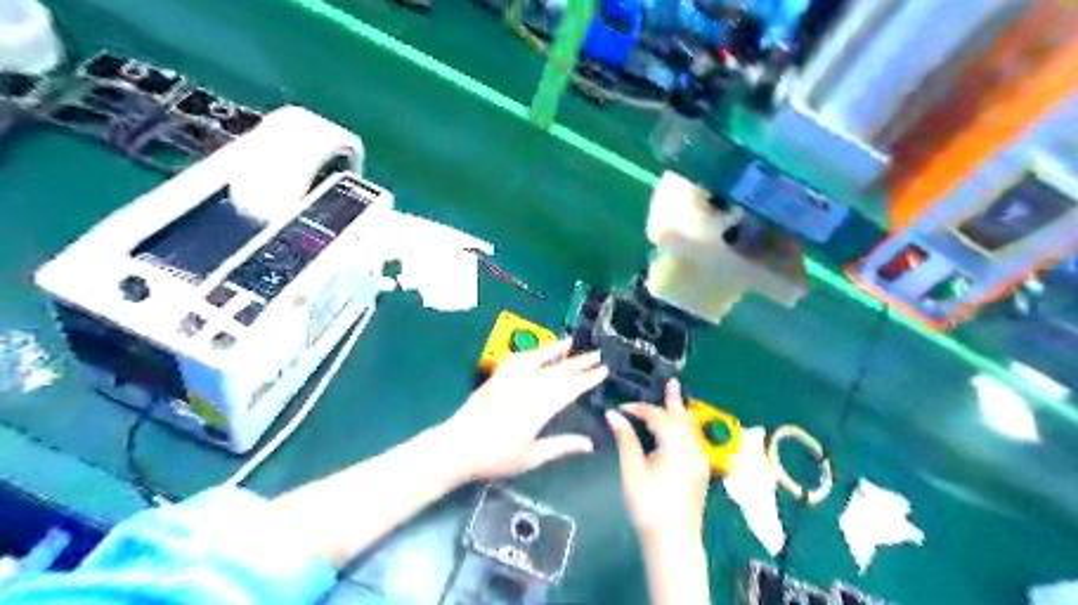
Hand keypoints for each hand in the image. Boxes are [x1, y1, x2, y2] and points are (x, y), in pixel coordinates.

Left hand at [438, 340, 603, 481]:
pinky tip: (541, 351)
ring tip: (572, 343)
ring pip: (539, 359)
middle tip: (597, 354)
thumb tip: (590, 444)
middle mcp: (525, 387)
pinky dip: (533, 352)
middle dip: (579, 363)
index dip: (587, 379)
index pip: (569, 389)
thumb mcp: (531, 457)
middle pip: (558, 371)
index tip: (603, 370)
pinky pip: (519, 358)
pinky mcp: (497, 376)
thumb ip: (561, 446)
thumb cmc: (495, 458)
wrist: (457, 447)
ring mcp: (509, 379)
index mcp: (537, 408)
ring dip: (556, 350)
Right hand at [611, 380, 713, 540]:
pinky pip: (693, 439)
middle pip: (680, 416)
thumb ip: (625, 438)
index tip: (620, 408)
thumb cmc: (649, 503)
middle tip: (671, 381)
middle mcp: (692, 446)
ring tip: (676, 397)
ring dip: (680, 412)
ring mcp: (699, 459)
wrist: (673, 540)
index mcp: (675, 443)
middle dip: (673, 399)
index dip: (638, 408)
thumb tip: (613, 414)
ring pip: (689, 427)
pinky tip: (680, 428)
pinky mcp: (700, 470)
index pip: (656, 415)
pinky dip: (684, 427)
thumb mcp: (632, 469)